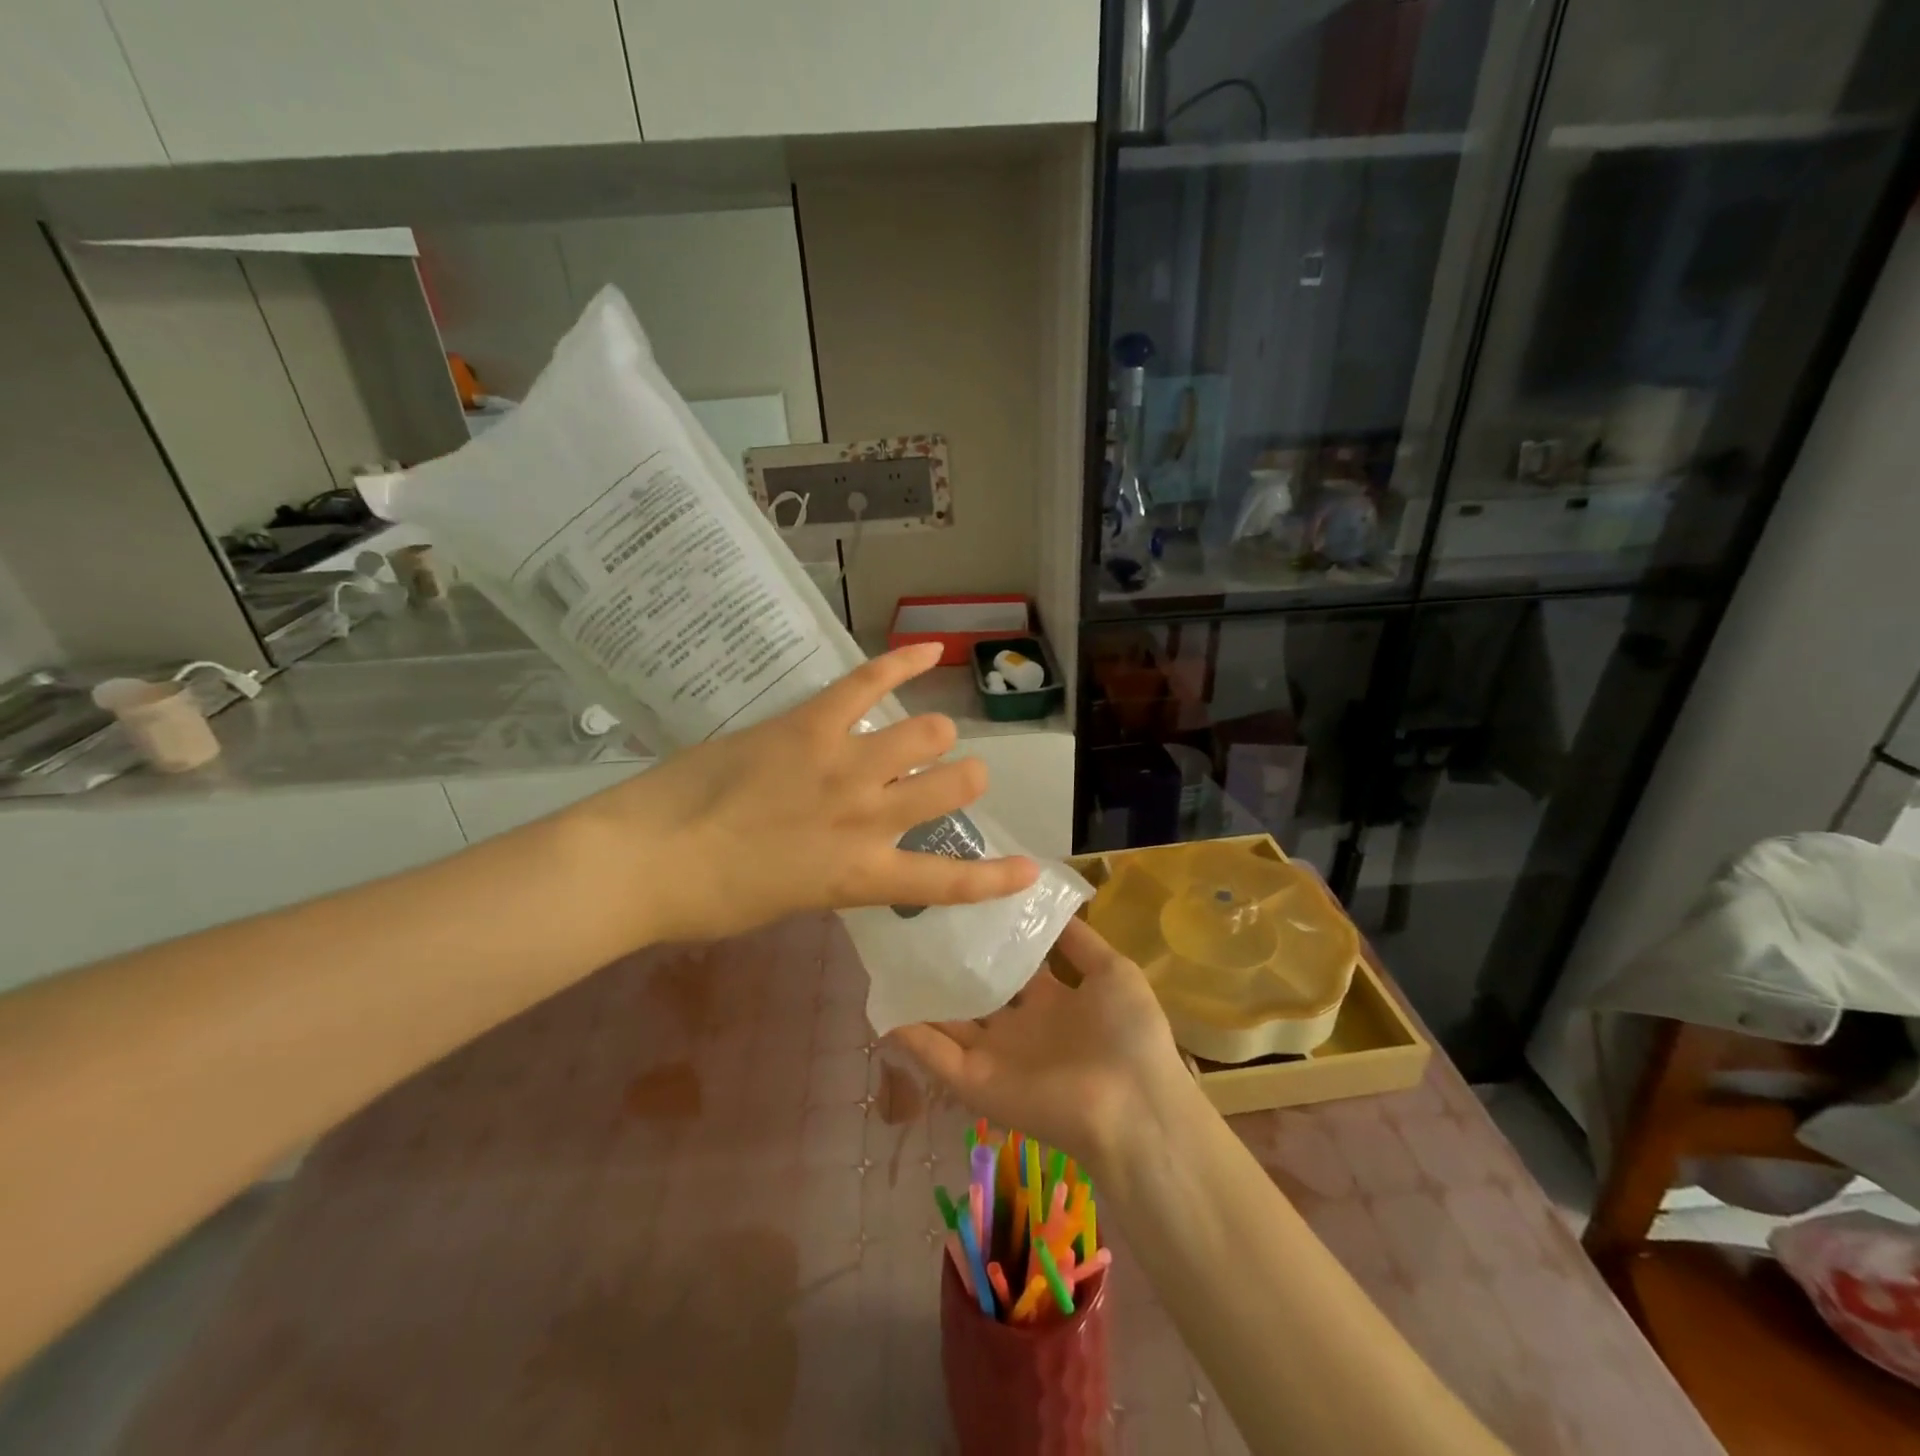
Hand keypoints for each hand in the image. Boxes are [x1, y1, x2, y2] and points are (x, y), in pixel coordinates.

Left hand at [572, 643, 1038, 943]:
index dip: (996, 877)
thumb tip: (844, 848)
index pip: (947, 881)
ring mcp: (843, 765)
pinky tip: (930, 649)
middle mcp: (867, 818)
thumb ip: (833, 872)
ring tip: (927, 732)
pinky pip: (868, 682)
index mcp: (861, 875)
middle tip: (950, 776)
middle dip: (963, 778)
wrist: (646, 859)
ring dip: (933, 733)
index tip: (1029, 869)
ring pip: (925, 732)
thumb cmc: (709, 900)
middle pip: (952, 784)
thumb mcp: (789, 901)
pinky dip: (903, 662)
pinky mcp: (810, 724)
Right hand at [891, 918, 1199, 1176]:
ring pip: (946, 1021)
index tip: (959, 902)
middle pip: (973, 991)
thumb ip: (1077, 940)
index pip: (1010, 964)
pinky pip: (936, 1055)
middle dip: (947, 963)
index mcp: (1051, 1001)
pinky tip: (882, 1003)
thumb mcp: (1113, 972)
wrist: (1134, 1107)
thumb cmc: (1129, 1033)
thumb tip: (1047, 901)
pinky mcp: (975, 1083)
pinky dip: (909, 1033)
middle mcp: (1017, 1026)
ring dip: (920, 995)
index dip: (987, 937)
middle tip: (911, 922)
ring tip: (886, 956)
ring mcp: (993, 1056)